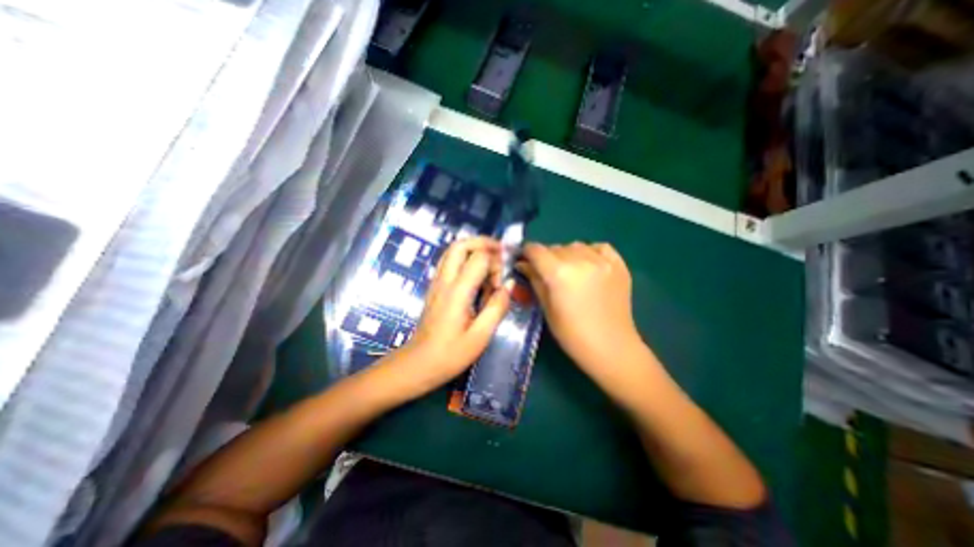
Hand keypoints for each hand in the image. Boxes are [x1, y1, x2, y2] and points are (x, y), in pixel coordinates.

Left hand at [400, 238, 512, 390]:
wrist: (418, 364)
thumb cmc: (451, 354)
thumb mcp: (480, 336)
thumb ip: (497, 308)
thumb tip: (508, 285)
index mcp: (457, 292)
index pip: (478, 259)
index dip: (495, 264)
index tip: (501, 284)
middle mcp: (444, 281)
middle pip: (460, 245)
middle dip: (483, 243)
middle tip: (499, 254)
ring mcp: (437, 282)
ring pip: (452, 250)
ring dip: (473, 249)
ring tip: (490, 262)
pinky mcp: (435, 287)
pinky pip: (449, 262)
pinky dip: (465, 258)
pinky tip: (476, 275)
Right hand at [522, 241, 649, 390]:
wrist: (611, 347)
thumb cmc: (572, 334)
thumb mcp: (547, 308)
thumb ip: (534, 280)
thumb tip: (522, 263)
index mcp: (559, 273)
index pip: (536, 250)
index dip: (527, 252)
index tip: (524, 259)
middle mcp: (580, 261)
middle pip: (555, 247)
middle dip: (546, 257)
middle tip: (547, 273)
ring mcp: (602, 261)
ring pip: (575, 245)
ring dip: (567, 255)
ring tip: (570, 271)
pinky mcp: (619, 265)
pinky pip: (599, 247)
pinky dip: (590, 252)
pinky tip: (589, 265)